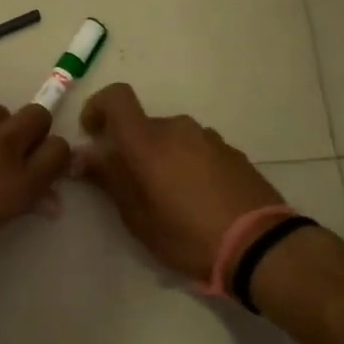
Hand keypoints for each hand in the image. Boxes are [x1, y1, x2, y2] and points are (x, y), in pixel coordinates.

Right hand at [72, 83, 284, 283]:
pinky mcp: (232, 152)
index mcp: (149, 141)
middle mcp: (179, 129)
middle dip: (130, 148)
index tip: (93, 134)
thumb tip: (84, 155)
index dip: (98, 107)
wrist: (259, 245)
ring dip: (161, 157)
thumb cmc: (187, 235)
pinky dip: (187, 164)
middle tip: (131, 187)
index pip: (117, 98)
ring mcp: (209, 138)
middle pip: (144, 125)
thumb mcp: (138, 217)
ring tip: (168, 198)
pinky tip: (197, 199)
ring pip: (172, 138)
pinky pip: (197, 149)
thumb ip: (110, 179)